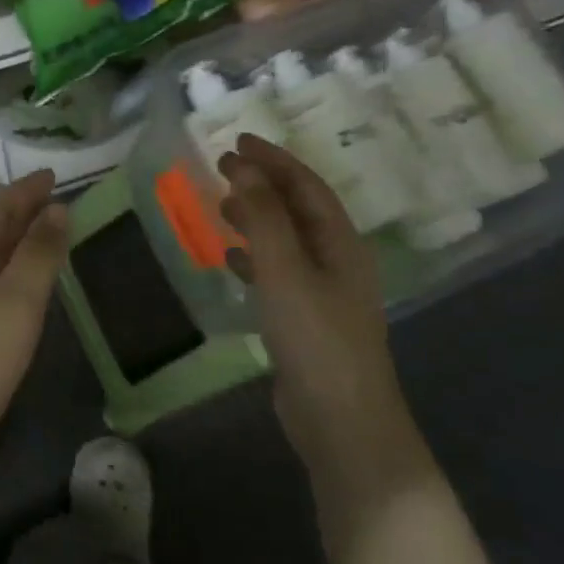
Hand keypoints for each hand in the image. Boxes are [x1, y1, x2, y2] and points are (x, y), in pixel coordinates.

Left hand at [0, 170, 68, 484]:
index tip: (53, 174)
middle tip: (52, 197)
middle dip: (18, 211)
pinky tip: (21, 288)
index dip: (24, 190)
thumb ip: (38, 254)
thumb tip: (57, 208)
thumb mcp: (15, 303)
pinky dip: (9, 274)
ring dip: (13, 242)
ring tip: (42, 232)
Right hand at [218, 136, 408, 481]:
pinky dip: (254, 258)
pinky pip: (277, 273)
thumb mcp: (285, 270)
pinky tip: (230, 260)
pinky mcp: (306, 320)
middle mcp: (337, 261)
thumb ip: (264, 217)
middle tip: (223, 167)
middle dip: (263, 184)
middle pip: (298, 209)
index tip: (237, 141)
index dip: (274, 160)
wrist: (341, 422)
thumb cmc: (315, 338)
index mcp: (341, 243)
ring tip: (222, 207)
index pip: (307, 186)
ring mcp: (323, 293)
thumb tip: (244, 167)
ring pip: (287, 240)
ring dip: (257, 218)